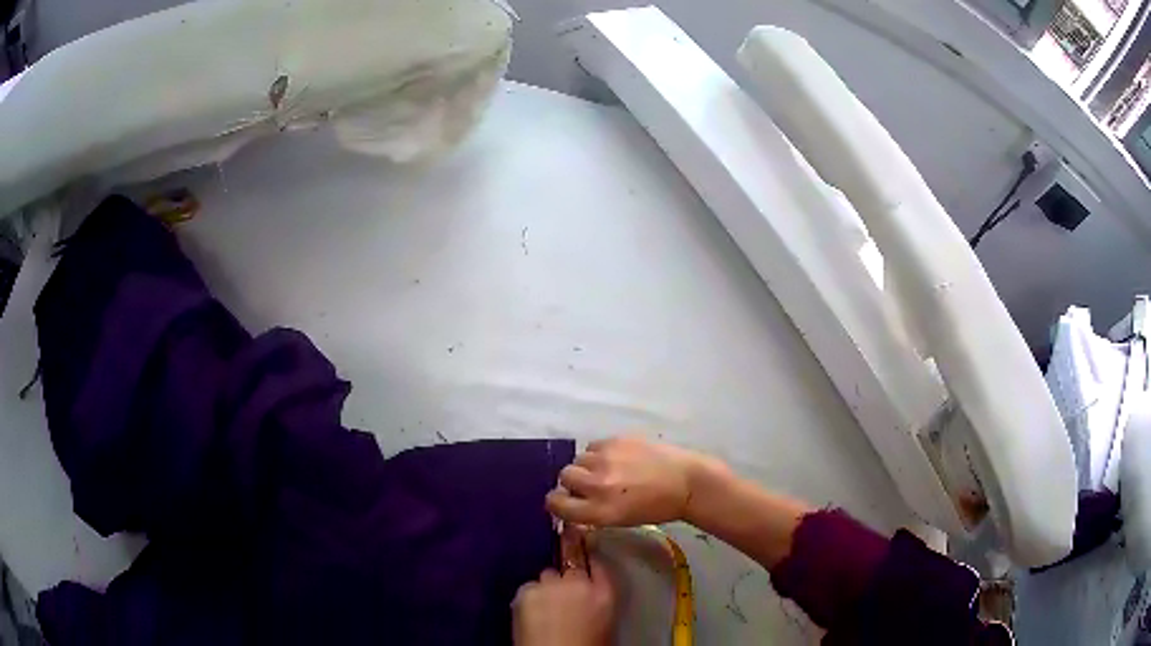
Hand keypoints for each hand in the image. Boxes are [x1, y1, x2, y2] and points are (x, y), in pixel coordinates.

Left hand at [512, 560, 615, 645]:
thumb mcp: (603, 623)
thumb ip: (597, 601)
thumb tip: (587, 595)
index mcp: (604, 594)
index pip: (598, 566)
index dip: (588, 568)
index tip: (583, 574)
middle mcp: (578, 583)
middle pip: (570, 568)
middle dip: (566, 580)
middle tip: (561, 599)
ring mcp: (550, 585)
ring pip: (547, 576)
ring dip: (547, 588)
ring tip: (544, 608)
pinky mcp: (526, 591)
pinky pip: (528, 588)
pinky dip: (529, 598)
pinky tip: (530, 614)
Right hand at [546, 436, 725, 526]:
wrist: (686, 482)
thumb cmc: (655, 508)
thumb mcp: (618, 520)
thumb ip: (591, 511)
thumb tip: (570, 501)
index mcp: (599, 511)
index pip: (556, 503)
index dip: (557, 501)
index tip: (564, 500)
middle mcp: (597, 485)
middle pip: (564, 476)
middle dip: (573, 481)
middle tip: (591, 483)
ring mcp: (606, 459)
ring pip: (578, 458)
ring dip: (587, 465)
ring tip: (608, 469)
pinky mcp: (616, 440)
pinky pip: (593, 445)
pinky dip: (600, 452)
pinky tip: (618, 458)